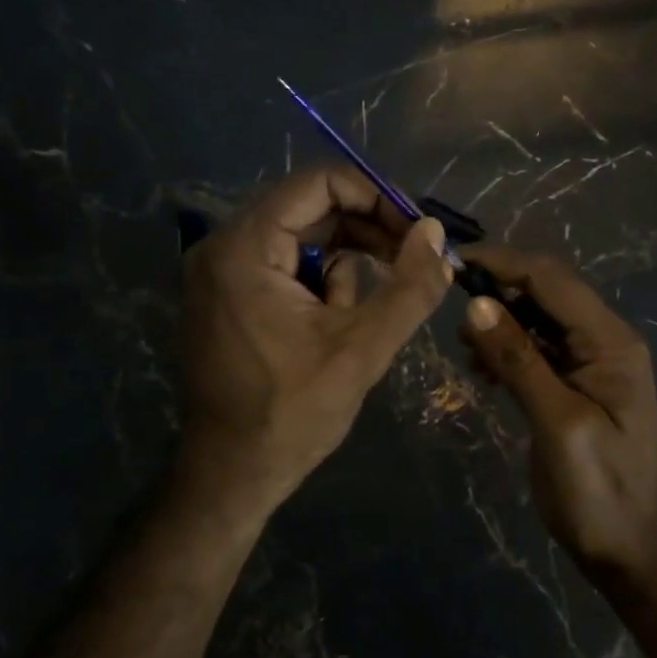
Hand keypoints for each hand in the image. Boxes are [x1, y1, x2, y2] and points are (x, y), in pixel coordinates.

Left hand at [178, 166, 453, 513]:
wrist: (232, 473)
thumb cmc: (292, 413)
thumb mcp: (362, 349)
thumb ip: (408, 287)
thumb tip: (436, 234)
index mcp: (245, 248)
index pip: (319, 184)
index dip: (376, 198)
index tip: (416, 232)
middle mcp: (223, 246)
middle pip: (310, 208)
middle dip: (366, 234)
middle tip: (412, 263)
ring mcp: (220, 270)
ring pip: (302, 238)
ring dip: (344, 267)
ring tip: (359, 318)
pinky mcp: (227, 294)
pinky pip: (286, 265)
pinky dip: (320, 284)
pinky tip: (333, 326)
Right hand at [457, 244, 656, 574]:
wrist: (635, 551)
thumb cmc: (601, 489)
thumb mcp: (558, 423)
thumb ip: (519, 360)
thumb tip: (475, 304)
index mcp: (609, 341)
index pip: (551, 279)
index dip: (503, 263)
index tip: (452, 263)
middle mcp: (603, 341)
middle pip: (545, 293)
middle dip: (497, 293)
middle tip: (451, 314)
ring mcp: (590, 364)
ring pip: (537, 320)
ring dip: (499, 323)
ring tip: (464, 348)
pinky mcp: (574, 386)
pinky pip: (536, 350)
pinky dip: (507, 350)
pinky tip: (484, 371)